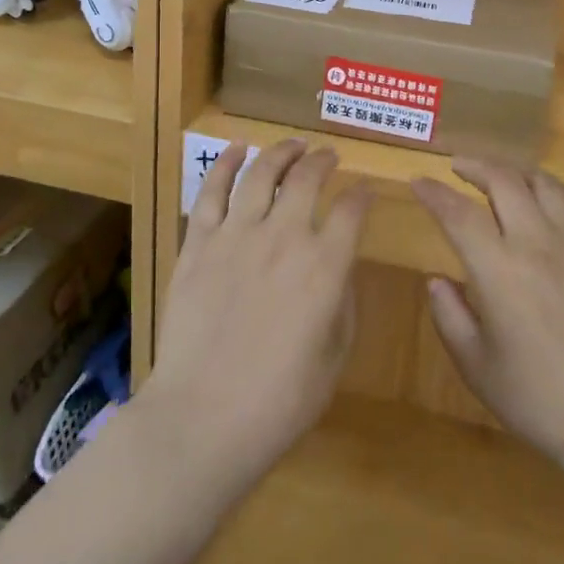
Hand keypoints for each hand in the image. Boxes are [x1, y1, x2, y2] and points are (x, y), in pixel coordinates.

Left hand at [142, 140, 370, 498]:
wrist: (203, 418)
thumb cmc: (280, 401)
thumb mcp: (334, 357)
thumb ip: (342, 302)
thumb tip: (339, 268)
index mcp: (325, 266)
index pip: (352, 211)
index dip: (362, 196)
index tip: (365, 192)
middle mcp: (285, 237)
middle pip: (308, 179)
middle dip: (323, 160)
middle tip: (329, 155)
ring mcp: (236, 235)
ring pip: (262, 173)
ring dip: (281, 152)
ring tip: (293, 144)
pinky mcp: (198, 244)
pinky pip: (212, 191)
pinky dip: (225, 163)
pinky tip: (236, 148)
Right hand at [412, 160, 563, 479]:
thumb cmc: (539, 399)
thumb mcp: (477, 367)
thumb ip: (450, 317)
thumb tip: (437, 280)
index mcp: (500, 271)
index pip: (458, 213)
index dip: (434, 193)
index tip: (417, 182)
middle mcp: (538, 243)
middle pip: (503, 181)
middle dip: (474, 166)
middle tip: (457, 168)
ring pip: (544, 183)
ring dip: (515, 172)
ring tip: (500, 177)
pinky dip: (562, 188)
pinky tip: (552, 197)